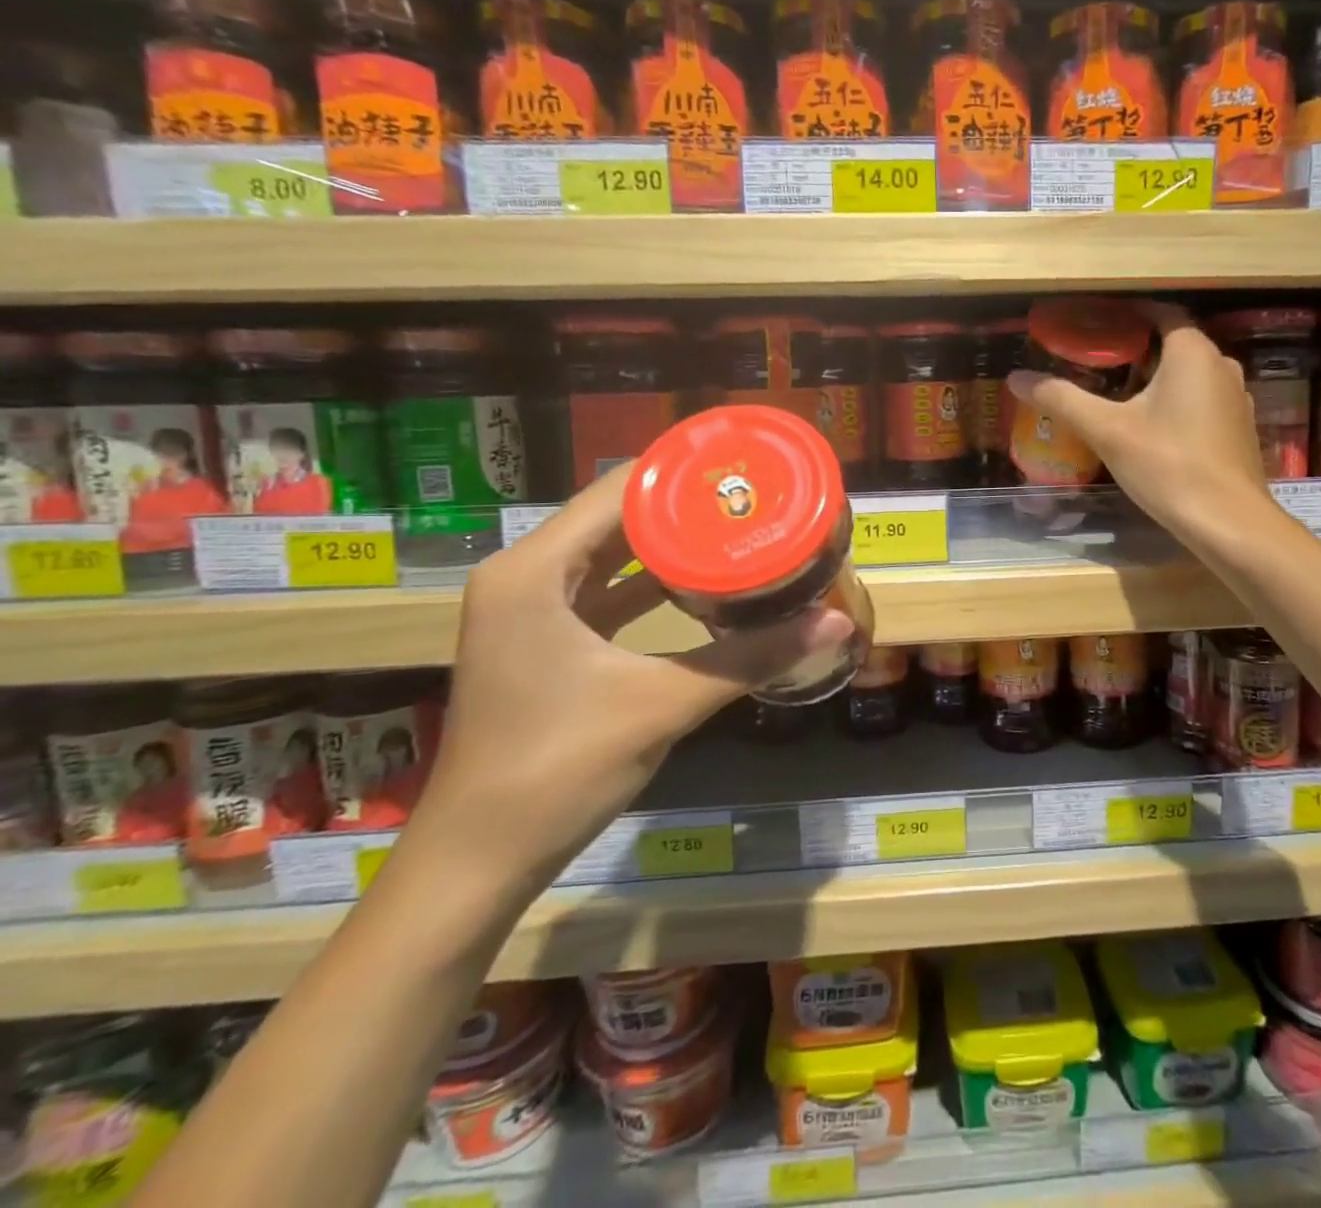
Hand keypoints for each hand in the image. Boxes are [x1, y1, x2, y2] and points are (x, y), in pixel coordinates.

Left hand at [399, 463, 853, 903]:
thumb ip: (751, 658)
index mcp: (533, 571)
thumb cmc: (558, 768)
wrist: (479, 860)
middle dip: (683, 507)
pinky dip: (648, 585)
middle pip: (614, 518)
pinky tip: (700, 586)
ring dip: (667, 545)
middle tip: (751, 497)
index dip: (680, 473)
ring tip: (735, 529)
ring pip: (608, 556)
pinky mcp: (542, 644)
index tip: (742, 466)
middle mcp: (523, 577)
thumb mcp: (663, 703)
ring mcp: (528, 612)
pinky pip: (602, 594)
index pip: (617, 492)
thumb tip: (835, 624)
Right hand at [1008, 302, 1267, 540]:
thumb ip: (1061, 399)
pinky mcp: (1238, 429)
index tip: (1093, 325)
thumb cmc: (1168, 465)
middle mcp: (1222, 365)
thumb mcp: (1106, 431)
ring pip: (1188, 375)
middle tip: (1094, 364)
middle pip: (1173, 344)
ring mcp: (1236, 398)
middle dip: (1135, 350)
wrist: (1228, 522)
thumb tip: (1016, 378)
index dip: (1126, 314)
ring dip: (1155, 379)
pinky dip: (1175, 404)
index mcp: (1193, 352)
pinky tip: (1150, 430)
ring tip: (1116, 396)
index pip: (1160, 312)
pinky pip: (1201, 402)